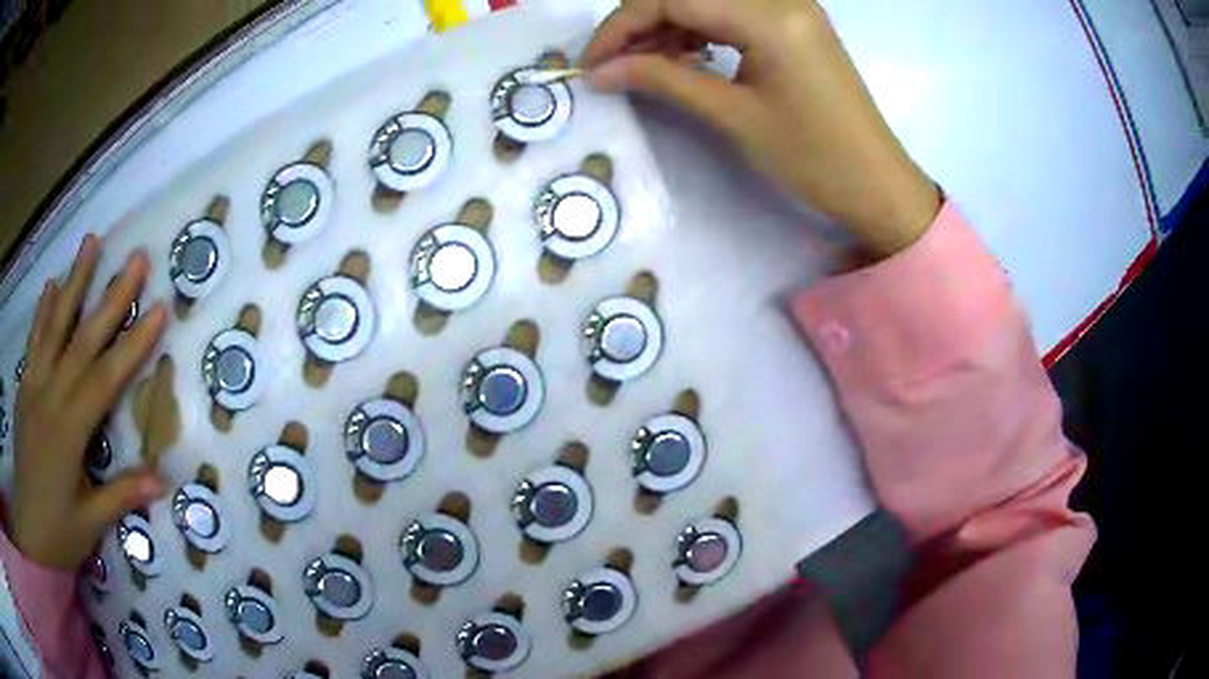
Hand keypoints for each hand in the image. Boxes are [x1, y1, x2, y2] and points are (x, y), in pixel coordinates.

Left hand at [9, 235, 168, 571]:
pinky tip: (52, 284)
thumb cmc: (58, 532)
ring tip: (91, 242)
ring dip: (73, 282)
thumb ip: (121, 496)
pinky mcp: (24, 387)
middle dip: (110, 297)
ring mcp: (33, 387)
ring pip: (54, 327)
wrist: (29, 529)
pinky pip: (34, 341)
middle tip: (136, 258)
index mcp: (68, 431)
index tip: (159, 308)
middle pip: (82, 340)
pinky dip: (43, 310)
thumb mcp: (91, 523)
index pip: (105, 379)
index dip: (133, 344)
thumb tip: (164, 480)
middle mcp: (49, 397)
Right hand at [582, 0, 941, 256]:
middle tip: (613, 65)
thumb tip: (599, 71)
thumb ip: (664, 80)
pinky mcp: (796, 23)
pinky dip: (700, 28)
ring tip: (645, 66)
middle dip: (640, 23)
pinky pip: (733, 11)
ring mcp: (791, 8)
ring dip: (668, 25)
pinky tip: (685, 56)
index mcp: (769, 16)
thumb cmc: (814, 158)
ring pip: (707, 0)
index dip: (621, 26)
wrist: (878, 185)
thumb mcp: (734, 117)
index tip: (591, 63)